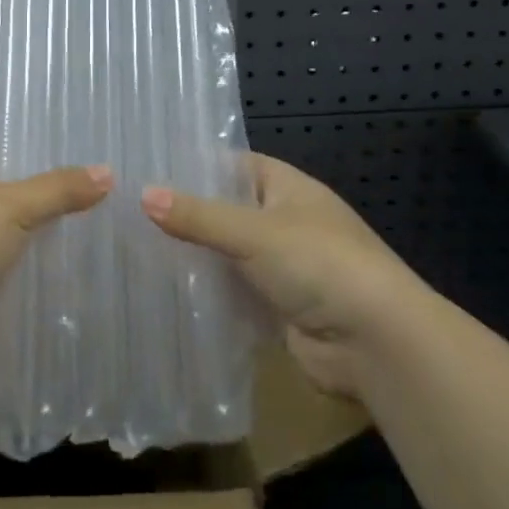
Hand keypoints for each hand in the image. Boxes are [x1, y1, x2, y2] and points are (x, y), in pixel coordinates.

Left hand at [0, 151, 111, 377]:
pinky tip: (70, 286)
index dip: (36, 163)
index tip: (82, 170)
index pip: (0, 160)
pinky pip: (7, 284)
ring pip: (9, 246)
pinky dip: (31, 285)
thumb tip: (108, 172)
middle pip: (7, 205)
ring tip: (93, 246)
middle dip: (45, 210)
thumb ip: (61, 189)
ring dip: (39, 251)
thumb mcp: (15, 204)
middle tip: (99, 209)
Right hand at [141, 153, 424, 396]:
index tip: (149, 169)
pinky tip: (168, 291)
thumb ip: (198, 216)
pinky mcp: (279, 306)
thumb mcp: (254, 233)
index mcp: (289, 188)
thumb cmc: (319, 265)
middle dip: (188, 214)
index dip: (196, 166)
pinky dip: (209, 293)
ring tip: (136, 250)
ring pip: (229, 254)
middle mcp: (287, 222)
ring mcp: (284, 266)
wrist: (377, 343)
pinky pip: (235, 292)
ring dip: (196, 257)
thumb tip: (143, 194)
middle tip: (131, 213)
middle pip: (228, 211)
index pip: (235, 165)